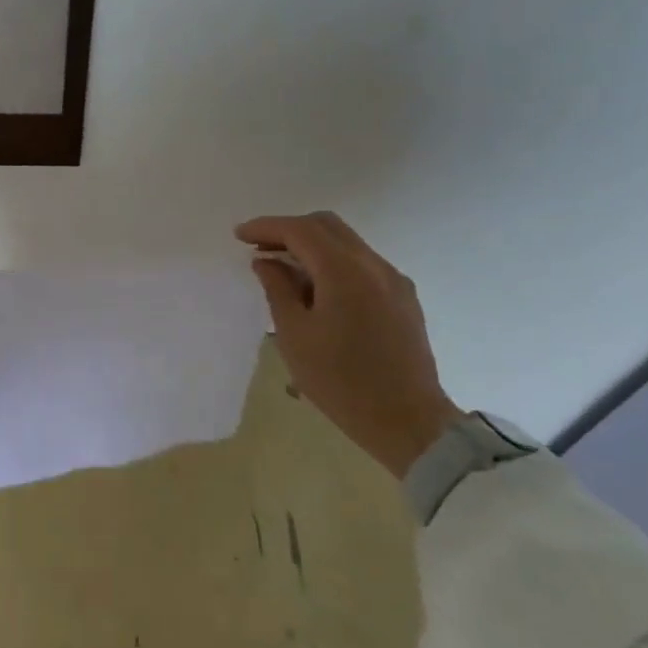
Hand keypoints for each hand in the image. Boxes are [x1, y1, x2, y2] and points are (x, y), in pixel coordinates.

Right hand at [235, 212, 461, 479]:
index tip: (239, 235)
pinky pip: (362, 265)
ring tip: (283, 272)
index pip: (301, 231)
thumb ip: (278, 289)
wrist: (407, 421)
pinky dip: (333, 263)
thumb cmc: (340, 381)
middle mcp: (374, 265)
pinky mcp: (403, 298)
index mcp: (345, 272)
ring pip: (347, 243)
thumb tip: (267, 261)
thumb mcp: (295, 335)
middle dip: (289, 230)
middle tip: (259, 249)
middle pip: (327, 226)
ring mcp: (393, 280)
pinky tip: (316, 291)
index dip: (266, 227)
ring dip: (312, 247)